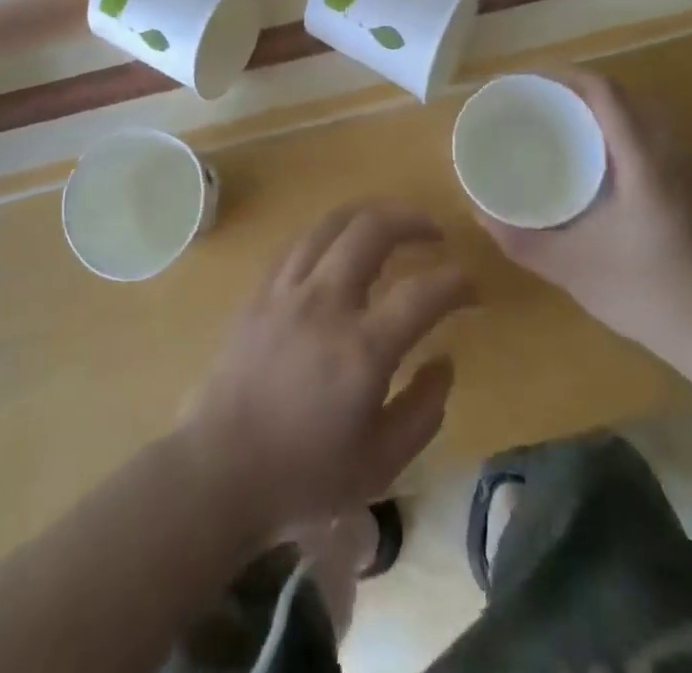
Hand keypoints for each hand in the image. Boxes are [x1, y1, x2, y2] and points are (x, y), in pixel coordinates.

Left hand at [179, 202, 475, 537]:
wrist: (220, 471)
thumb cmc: (304, 475)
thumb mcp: (381, 464)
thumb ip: (424, 411)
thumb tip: (444, 361)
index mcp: (361, 350)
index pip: (423, 293)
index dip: (456, 282)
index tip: (471, 288)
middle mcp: (325, 303)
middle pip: (373, 229)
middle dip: (412, 219)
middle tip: (434, 233)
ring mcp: (287, 290)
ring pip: (332, 223)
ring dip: (370, 215)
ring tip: (391, 225)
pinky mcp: (260, 291)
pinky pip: (300, 241)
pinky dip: (330, 233)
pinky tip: (341, 246)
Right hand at [479, 69, 691, 378]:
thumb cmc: (651, 293)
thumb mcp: (573, 269)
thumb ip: (522, 240)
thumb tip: (479, 211)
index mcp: (642, 155)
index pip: (602, 90)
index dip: (562, 76)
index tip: (525, 83)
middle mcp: (671, 149)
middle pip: (621, 96)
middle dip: (575, 92)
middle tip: (536, 109)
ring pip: (641, 118)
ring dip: (601, 114)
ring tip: (562, 131)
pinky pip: (655, 140)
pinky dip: (622, 135)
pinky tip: (603, 170)